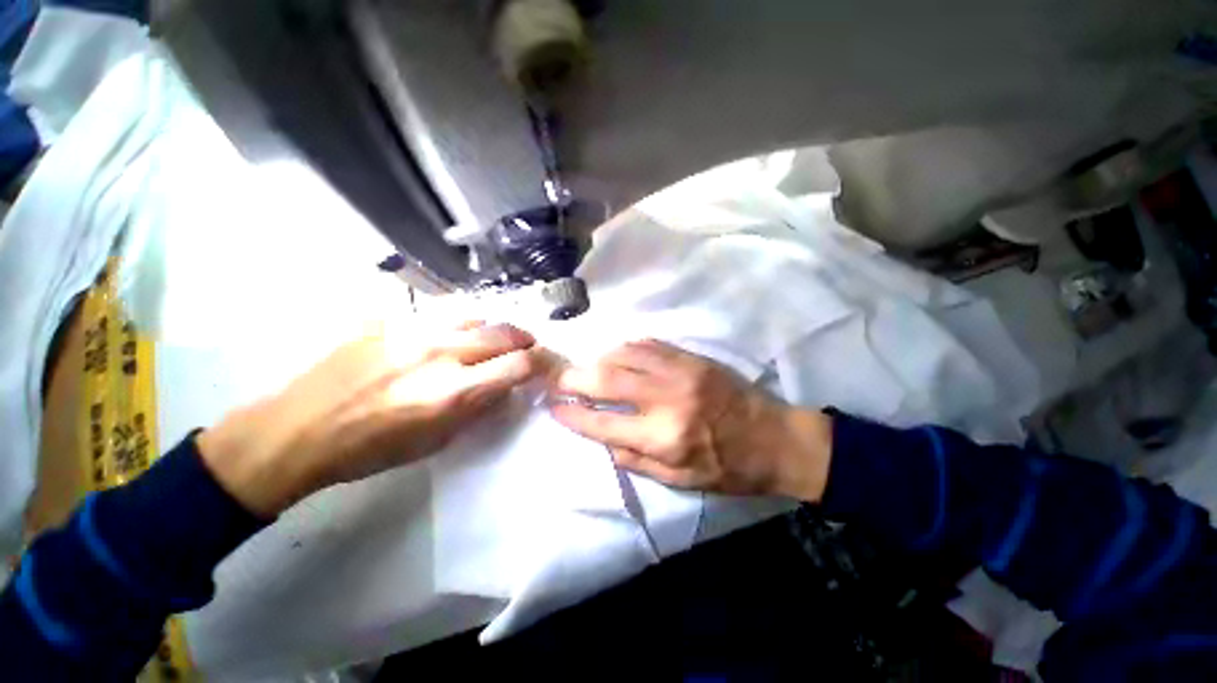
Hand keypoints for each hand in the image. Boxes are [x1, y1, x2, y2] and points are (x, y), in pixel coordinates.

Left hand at [198, 322, 550, 516]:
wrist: (299, 430)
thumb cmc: (372, 449)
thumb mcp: (437, 441)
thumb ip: (478, 409)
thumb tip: (505, 387)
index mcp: (452, 393)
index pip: (518, 365)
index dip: (537, 363)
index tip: (540, 366)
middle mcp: (440, 354)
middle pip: (504, 333)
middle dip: (524, 339)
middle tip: (527, 346)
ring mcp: (412, 331)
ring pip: (476, 315)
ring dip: (494, 327)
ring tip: (495, 336)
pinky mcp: (389, 320)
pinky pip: (440, 312)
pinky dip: (460, 321)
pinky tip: (455, 331)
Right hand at [550, 340, 832, 500]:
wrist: (776, 438)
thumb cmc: (729, 468)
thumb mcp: (681, 482)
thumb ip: (635, 460)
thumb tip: (601, 439)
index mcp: (663, 438)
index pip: (602, 423)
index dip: (572, 415)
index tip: (553, 406)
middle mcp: (666, 399)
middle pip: (605, 379)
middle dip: (573, 378)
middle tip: (557, 379)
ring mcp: (680, 371)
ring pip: (624, 354)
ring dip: (599, 360)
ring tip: (590, 368)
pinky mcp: (692, 356)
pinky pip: (648, 344)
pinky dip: (626, 349)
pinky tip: (620, 356)